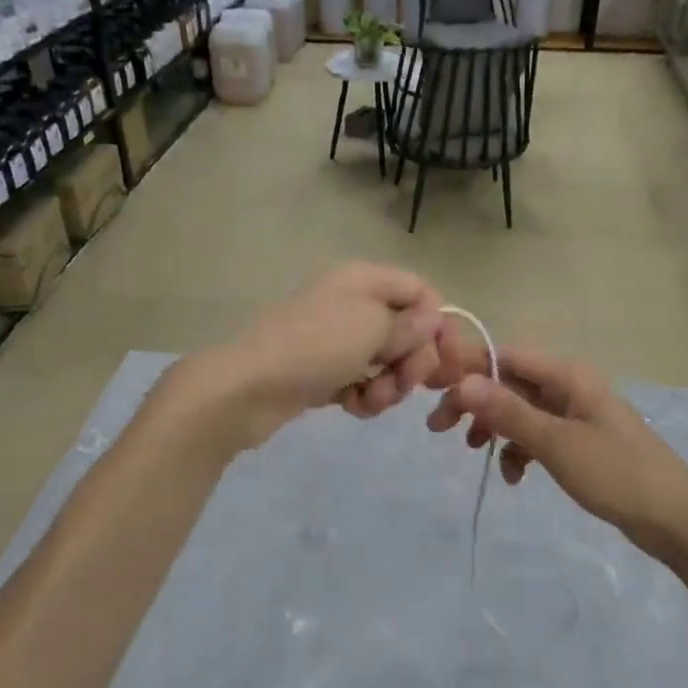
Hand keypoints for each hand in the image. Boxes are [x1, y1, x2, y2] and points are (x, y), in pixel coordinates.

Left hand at [164, 263, 444, 451]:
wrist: (247, 388)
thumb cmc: (316, 347)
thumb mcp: (373, 329)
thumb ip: (410, 325)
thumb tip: (434, 319)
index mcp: (364, 280)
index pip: (420, 290)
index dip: (435, 321)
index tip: (440, 355)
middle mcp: (353, 303)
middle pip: (407, 330)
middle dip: (411, 361)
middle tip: (402, 383)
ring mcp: (336, 339)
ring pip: (386, 362)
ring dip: (388, 385)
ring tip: (370, 400)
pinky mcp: (324, 372)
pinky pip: (361, 382)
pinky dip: (363, 397)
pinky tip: (352, 407)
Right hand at [426, 340, 687, 567]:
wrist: (678, 520)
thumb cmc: (617, 475)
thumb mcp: (557, 444)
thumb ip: (509, 412)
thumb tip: (464, 382)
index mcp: (568, 376)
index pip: (505, 356)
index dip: (467, 368)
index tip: (433, 390)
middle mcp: (569, 387)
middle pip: (509, 383)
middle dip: (474, 401)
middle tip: (438, 427)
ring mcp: (575, 415)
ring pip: (520, 410)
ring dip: (494, 426)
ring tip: (471, 451)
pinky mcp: (579, 442)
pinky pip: (537, 436)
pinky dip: (519, 450)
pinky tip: (513, 477)